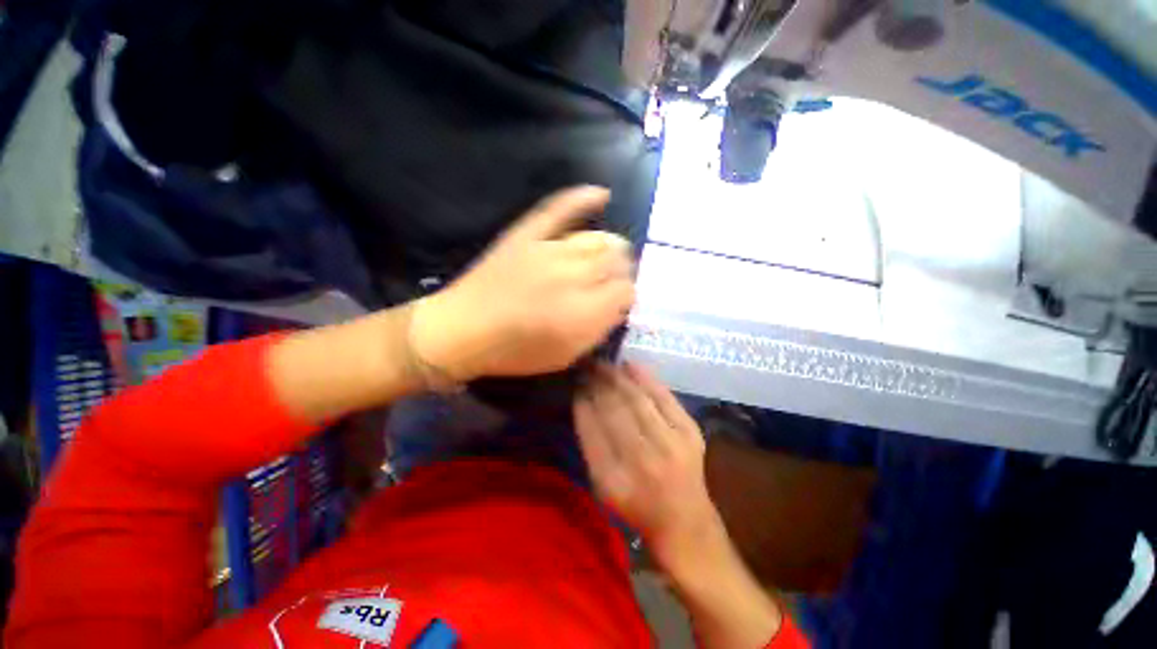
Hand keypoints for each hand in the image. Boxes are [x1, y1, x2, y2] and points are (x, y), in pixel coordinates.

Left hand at [411, 186, 635, 380]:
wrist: (462, 329)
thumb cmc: (515, 351)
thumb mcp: (565, 355)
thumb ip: (597, 330)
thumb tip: (617, 306)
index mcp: (583, 312)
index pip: (626, 290)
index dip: (627, 295)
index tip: (618, 302)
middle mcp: (574, 276)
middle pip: (617, 260)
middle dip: (622, 271)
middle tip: (612, 282)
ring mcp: (549, 250)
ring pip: (599, 238)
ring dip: (611, 247)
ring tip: (607, 256)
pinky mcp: (527, 234)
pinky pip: (560, 209)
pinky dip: (582, 199)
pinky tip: (601, 195)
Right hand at [574, 362, 723, 567]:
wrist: (685, 522)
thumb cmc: (636, 508)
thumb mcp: (602, 487)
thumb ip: (590, 446)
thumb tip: (582, 402)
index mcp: (614, 480)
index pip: (592, 429)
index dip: (582, 402)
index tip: (575, 384)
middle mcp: (643, 461)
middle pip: (614, 410)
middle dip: (597, 383)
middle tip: (587, 365)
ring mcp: (670, 445)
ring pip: (637, 400)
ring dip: (617, 377)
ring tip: (604, 364)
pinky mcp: (689, 433)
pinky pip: (663, 397)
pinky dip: (645, 378)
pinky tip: (630, 365)